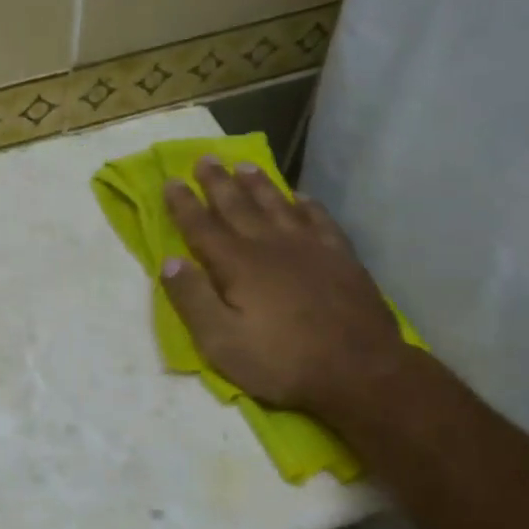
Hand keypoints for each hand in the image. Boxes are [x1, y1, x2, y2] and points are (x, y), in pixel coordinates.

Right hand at [161, 158, 409, 421]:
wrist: (360, 371)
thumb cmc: (281, 361)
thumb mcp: (221, 342)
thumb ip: (192, 299)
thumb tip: (168, 261)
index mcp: (238, 265)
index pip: (202, 227)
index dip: (183, 204)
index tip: (170, 181)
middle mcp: (270, 246)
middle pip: (238, 206)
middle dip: (218, 182)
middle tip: (205, 158)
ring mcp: (310, 248)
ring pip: (277, 205)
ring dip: (258, 184)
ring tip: (244, 166)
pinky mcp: (340, 258)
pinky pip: (320, 220)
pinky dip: (307, 205)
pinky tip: (300, 197)